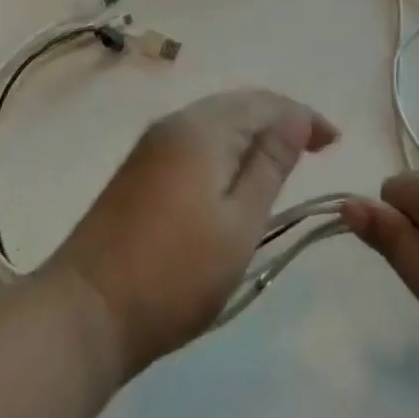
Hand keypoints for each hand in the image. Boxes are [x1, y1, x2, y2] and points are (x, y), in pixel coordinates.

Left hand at [43, 90, 336, 377]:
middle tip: (314, 148)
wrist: (83, 314)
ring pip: (217, 121)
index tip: (335, 141)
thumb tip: (295, 118)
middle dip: (280, 120)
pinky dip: (227, 147)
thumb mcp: (239, 224)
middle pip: (240, 105)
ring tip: (281, 161)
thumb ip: (271, 165)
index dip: (304, 117)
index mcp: (204, 128)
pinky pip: (197, 138)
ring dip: (253, 133)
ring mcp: (153, 143)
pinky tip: (235, 174)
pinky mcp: (140, 168)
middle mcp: (177, 122)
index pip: (266, 103)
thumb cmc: (174, 274)